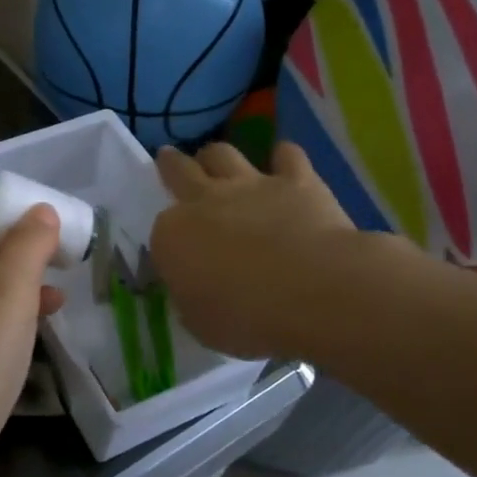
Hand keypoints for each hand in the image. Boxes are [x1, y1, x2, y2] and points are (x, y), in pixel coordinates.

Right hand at [152, 141, 394, 360]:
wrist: (315, 292)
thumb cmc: (248, 318)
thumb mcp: (201, 323)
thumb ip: (192, 298)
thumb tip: (195, 289)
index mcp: (172, 236)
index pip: (161, 230)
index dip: (169, 240)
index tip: (177, 252)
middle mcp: (204, 201)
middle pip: (179, 171)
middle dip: (170, 164)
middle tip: (168, 158)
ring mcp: (250, 185)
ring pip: (221, 153)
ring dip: (216, 156)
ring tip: (217, 161)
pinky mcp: (295, 180)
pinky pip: (286, 155)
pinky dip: (283, 157)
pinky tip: (284, 162)